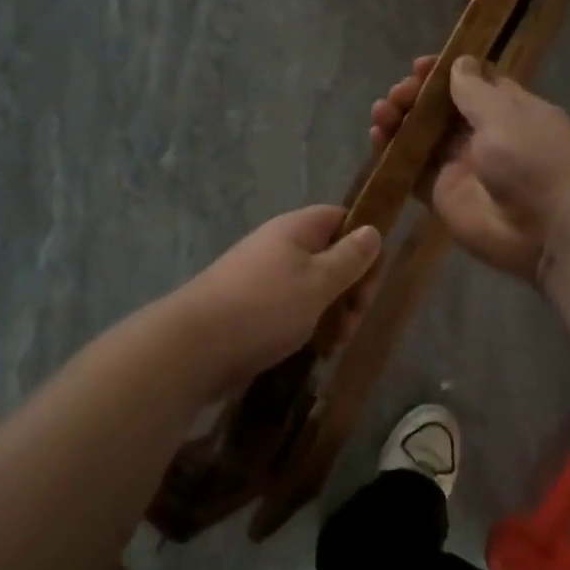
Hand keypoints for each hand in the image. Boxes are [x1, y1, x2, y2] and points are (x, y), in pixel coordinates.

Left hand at [171, 205, 382, 390]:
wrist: (196, 346)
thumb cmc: (265, 306)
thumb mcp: (318, 281)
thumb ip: (350, 258)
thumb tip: (372, 230)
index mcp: (294, 230)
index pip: (340, 218)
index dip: (364, 242)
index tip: (373, 277)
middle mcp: (279, 247)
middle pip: (330, 256)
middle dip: (351, 287)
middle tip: (354, 320)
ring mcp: (264, 279)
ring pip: (314, 288)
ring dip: (333, 312)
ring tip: (335, 342)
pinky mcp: (254, 309)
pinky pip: (292, 310)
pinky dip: (309, 327)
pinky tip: (315, 350)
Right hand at [370, 54, 569, 283]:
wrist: (551, 229)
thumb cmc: (535, 159)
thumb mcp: (506, 114)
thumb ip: (474, 91)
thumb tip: (459, 62)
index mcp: (506, 108)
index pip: (470, 82)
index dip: (443, 72)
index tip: (420, 66)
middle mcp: (481, 134)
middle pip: (439, 108)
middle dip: (415, 95)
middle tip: (399, 93)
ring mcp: (459, 165)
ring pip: (420, 136)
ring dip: (399, 119)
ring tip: (383, 111)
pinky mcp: (441, 194)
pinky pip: (411, 169)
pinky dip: (391, 152)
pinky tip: (377, 136)